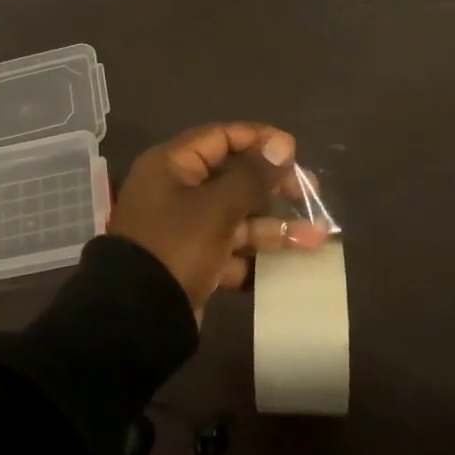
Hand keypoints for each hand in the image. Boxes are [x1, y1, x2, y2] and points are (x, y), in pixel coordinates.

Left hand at [108, 123, 332, 319]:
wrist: (138, 318)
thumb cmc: (176, 246)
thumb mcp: (217, 208)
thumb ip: (252, 176)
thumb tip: (282, 144)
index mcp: (173, 165)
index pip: (221, 137)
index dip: (259, 140)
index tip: (294, 152)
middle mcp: (177, 190)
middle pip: (233, 177)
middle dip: (274, 186)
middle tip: (311, 194)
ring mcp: (185, 227)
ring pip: (237, 216)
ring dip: (275, 226)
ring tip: (317, 237)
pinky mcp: (194, 260)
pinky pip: (231, 249)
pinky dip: (257, 256)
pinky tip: (291, 263)